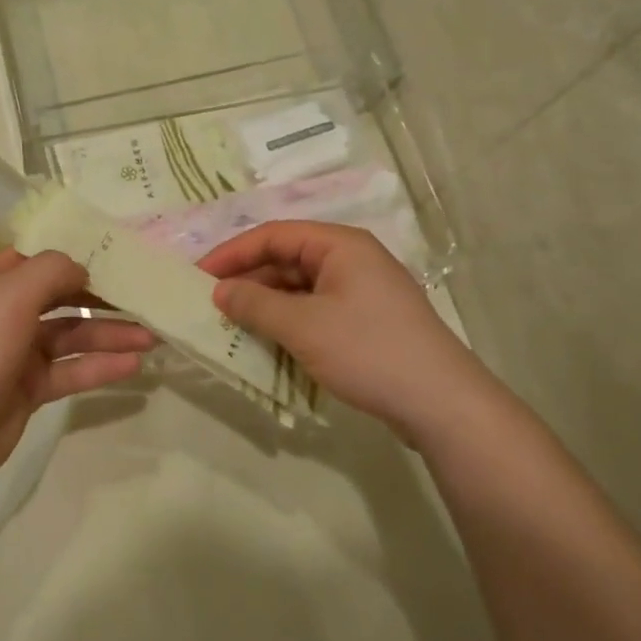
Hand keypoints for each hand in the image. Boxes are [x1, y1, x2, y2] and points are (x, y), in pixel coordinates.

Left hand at [0, 249, 152, 496]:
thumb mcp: (8, 298)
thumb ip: (51, 271)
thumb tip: (82, 267)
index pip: (39, 256)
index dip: (77, 252)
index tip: (121, 252)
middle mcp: (2, 311)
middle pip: (61, 295)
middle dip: (102, 296)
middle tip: (146, 297)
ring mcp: (15, 351)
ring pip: (70, 335)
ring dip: (108, 334)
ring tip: (151, 336)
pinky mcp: (27, 388)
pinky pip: (70, 370)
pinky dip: (99, 367)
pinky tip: (133, 366)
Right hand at [199, 223, 493, 439]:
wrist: (442, 404)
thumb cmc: (369, 351)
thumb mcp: (304, 326)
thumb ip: (256, 304)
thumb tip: (220, 291)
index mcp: (340, 245)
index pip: (273, 235)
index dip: (232, 252)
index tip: (198, 275)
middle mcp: (351, 260)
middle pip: (286, 260)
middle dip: (248, 281)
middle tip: (210, 305)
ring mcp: (361, 292)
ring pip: (299, 288)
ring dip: (265, 305)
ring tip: (232, 327)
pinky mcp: (366, 322)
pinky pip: (315, 311)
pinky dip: (288, 323)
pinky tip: (267, 344)